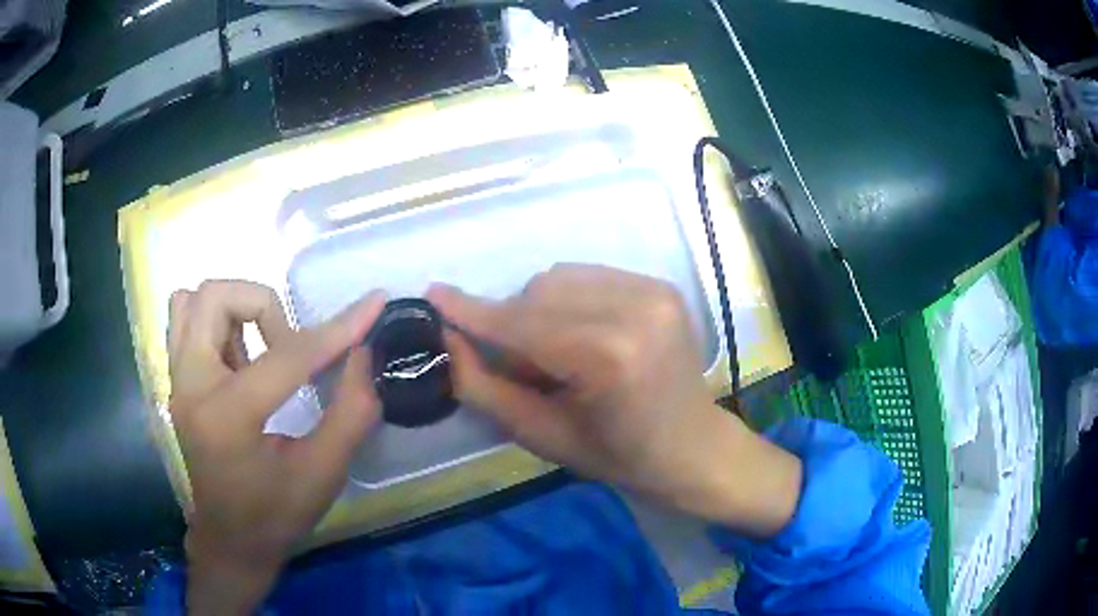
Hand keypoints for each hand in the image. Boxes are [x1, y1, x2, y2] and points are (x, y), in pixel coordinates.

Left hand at [167, 281, 385, 613]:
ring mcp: (177, 382)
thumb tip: (364, 352)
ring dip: (236, 310)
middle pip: (216, 297)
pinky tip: (242, 358)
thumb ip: (351, 411)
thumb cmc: (276, 515)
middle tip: (290, 347)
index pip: (285, 355)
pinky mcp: (177, 382)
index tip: (373, 304)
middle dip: (264, 307)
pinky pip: (186, 320)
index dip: (336, 330)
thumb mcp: (324, 473)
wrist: (231, 541)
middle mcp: (191, 387)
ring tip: (262, 347)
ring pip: (194, 301)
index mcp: (227, 417)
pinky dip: (218, 323)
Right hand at [428, 265, 801, 536]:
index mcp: (608, 356)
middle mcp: (635, 309)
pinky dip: (568, 301)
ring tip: (554, 352)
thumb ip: (485, 387)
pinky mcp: (660, 285)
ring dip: (538, 309)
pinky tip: (581, 335)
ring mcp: (653, 290)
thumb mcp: (541, 435)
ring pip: (559, 278)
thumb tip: (446, 340)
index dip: (472, 312)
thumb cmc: (617, 456)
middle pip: (537, 293)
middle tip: (516, 364)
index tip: (433, 296)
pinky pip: (588, 277)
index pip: (522, 324)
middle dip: (510, 323)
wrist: (692, 446)